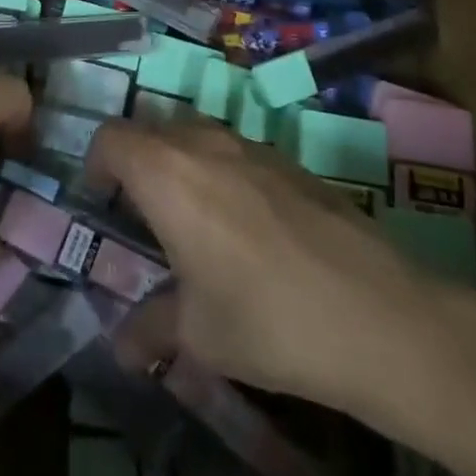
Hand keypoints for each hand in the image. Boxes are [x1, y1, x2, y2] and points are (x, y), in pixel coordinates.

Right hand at [85, 118, 452, 432]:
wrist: (377, 314)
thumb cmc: (266, 318)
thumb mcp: (197, 334)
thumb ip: (150, 329)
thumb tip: (123, 346)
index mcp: (166, 172)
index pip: (112, 138)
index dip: (97, 164)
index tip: (102, 202)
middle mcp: (205, 143)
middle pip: (152, 129)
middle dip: (138, 164)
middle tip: (142, 216)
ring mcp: (253, 146)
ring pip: (197, 136)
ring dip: (182, 165)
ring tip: (193, 223)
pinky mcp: (292, 161)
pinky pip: (237, 152)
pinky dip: (223, 174)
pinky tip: (247, 229)